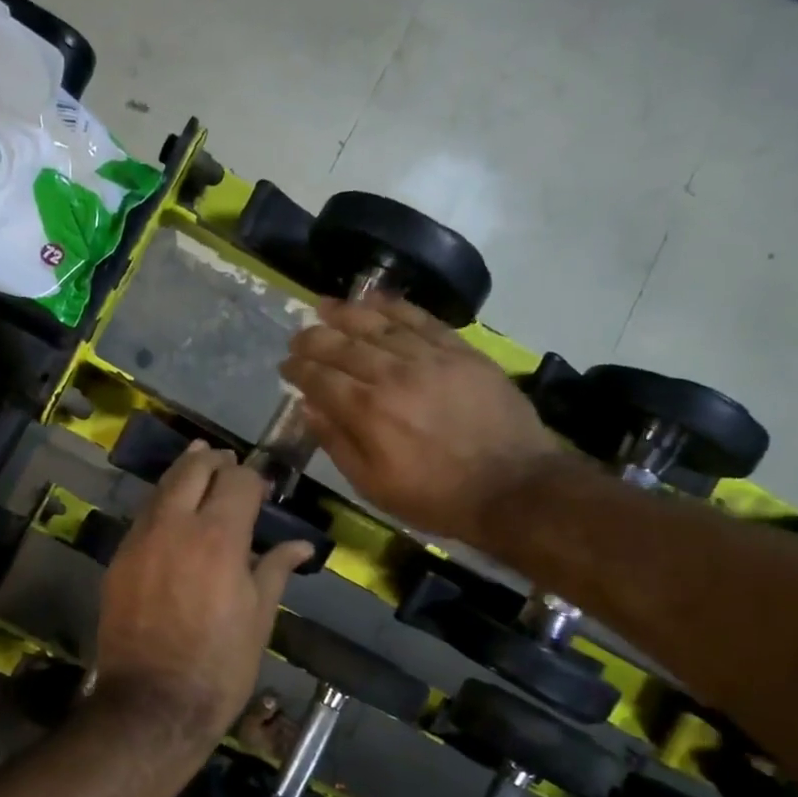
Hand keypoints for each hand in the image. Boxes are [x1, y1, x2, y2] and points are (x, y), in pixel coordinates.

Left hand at [94, 444, 312, 742]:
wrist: (152, 704)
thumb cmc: (220, 665)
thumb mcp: (259, 618)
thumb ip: (275, 570)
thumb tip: (301, 546)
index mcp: (219, 537)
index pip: (237, 480)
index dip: (253, 477)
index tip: (263, 487)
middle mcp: (175, 526)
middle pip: (193, 470)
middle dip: (213, 460)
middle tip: (228, 462)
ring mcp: (140, 540)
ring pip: (161, 488)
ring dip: (183, 474)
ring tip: (199, 467)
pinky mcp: (118, 560)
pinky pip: (143, 516)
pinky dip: (161, 503)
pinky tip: (172, 512)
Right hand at [280, 294, 560, 543]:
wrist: (512, 486)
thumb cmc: (436, 496)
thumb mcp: (373, 486)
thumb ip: (337, 443)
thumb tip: (309, 407)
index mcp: (366, 411)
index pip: (319, 378)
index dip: (298, 369)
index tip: (286, 366)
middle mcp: (391, 374)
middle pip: (341, 345)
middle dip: (313, 339)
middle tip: (298, 338)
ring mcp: (427, 357)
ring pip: (377, 324)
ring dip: (345, 313)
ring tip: (324, 306)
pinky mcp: (459, 350)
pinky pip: (420, 318)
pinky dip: (394, 306)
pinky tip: (374, 300)